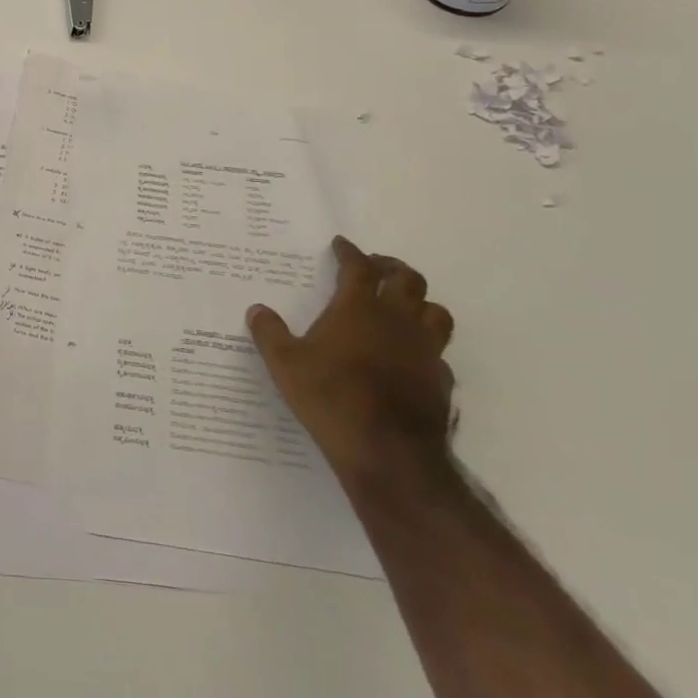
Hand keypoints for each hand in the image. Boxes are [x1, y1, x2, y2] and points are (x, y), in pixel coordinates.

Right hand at [247, 237, 455, 497]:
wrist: (388, 453)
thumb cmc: (331, 397)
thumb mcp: (284, 364)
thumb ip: (269, 333)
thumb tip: (257, 310)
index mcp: (358, 308)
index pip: (358, 267)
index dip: (350, 252)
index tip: (341, 245)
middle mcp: (396, 320)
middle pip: (407, 279)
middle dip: (391, 267)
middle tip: (376, 268)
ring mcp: (424, 351)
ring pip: (435, 312)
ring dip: (419, 303)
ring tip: (402, 307)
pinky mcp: (440, 381)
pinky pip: (439, 354)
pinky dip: (426, 347)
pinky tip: (412, 357)